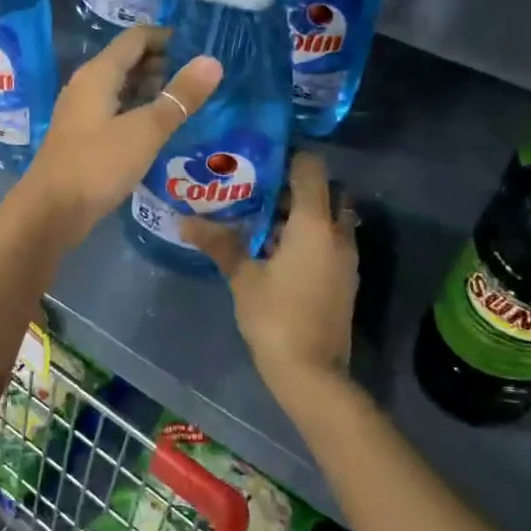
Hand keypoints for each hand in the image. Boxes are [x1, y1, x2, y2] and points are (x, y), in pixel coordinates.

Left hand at [16, 27, 221, 249]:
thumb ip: (179, 96)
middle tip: (203, 78)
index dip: (168, 38)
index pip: (136, 38)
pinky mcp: (85, 138)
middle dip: (164, 64)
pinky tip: (164, 128)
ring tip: (192, 101)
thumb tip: (212, 61)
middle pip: (129, 61)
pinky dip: (140, 113)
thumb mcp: (145, 130)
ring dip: (153, 91)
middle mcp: (87, 86)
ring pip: (123, 89)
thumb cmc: (97, 165)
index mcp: (98, 74)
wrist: (50, 212)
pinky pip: (117, 113)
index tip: (202, 46)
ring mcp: (83, 113)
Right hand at [184, 153, 358, 410]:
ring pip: (329, 218)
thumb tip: (184, 219)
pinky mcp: (344, 277)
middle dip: (296, 186)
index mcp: (314, 224)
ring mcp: (346, 257)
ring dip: (302, 213)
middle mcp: (338, 234)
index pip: (312, 169)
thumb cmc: (275, 317)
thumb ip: (218, 243)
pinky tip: (275, 249)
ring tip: (260, 218)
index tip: (260, 158)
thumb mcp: (242, 277)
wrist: (312, 373)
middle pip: (326, 191)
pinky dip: (309, 235)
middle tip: (258, 189)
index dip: (289, 157)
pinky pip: (330, 240)